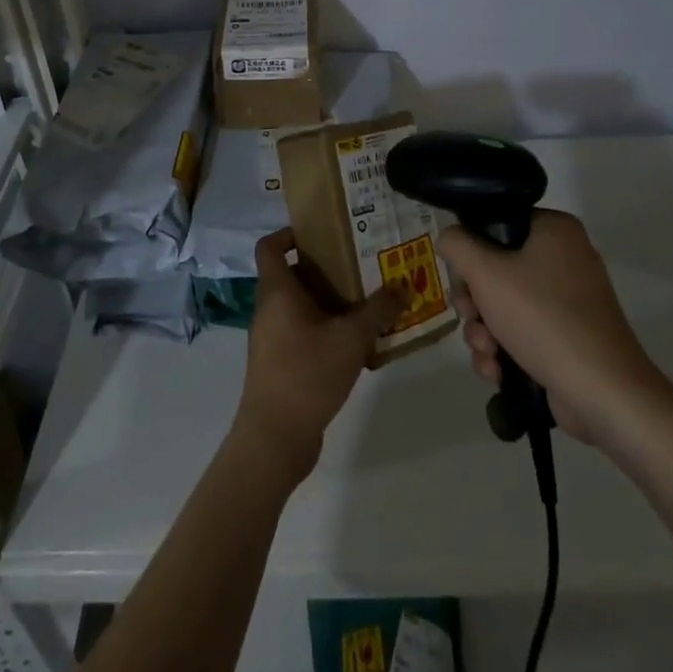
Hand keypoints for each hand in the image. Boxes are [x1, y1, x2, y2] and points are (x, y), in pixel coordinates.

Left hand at [233, 228, 402, 481]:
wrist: (274, 438)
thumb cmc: (307, 374)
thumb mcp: (351, 338)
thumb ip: (378, 310)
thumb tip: (403, 286)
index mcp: (277, 292)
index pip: (270, 246)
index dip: (289, 233)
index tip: (321, 234)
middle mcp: (269, 309)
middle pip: (290, 274)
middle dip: (323, 267)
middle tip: (358, 264)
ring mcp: (271, 339)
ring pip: (298, 305)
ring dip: (327, 300)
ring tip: (364, 300)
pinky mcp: (279, 364)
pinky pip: (301, 331)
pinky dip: (324, 328)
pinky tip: (355, 340)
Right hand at [437, 211, 658, 445]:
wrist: (603, 393)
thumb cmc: (544, 319)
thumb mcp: (487, 273)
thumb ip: (458, 246)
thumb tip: (449, 237)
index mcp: (554, 230)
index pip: (497, 224)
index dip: (472, 251)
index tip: (462, 278)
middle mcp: (564, 258)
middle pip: (496, 268)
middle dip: (474, 301)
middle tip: (470, 316)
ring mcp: (568, 301)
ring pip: (504, 304)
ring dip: (483, 330)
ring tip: (487, 352)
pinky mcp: (567, 338)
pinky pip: (522, 332)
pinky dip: (504, 350)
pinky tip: (497, 371)